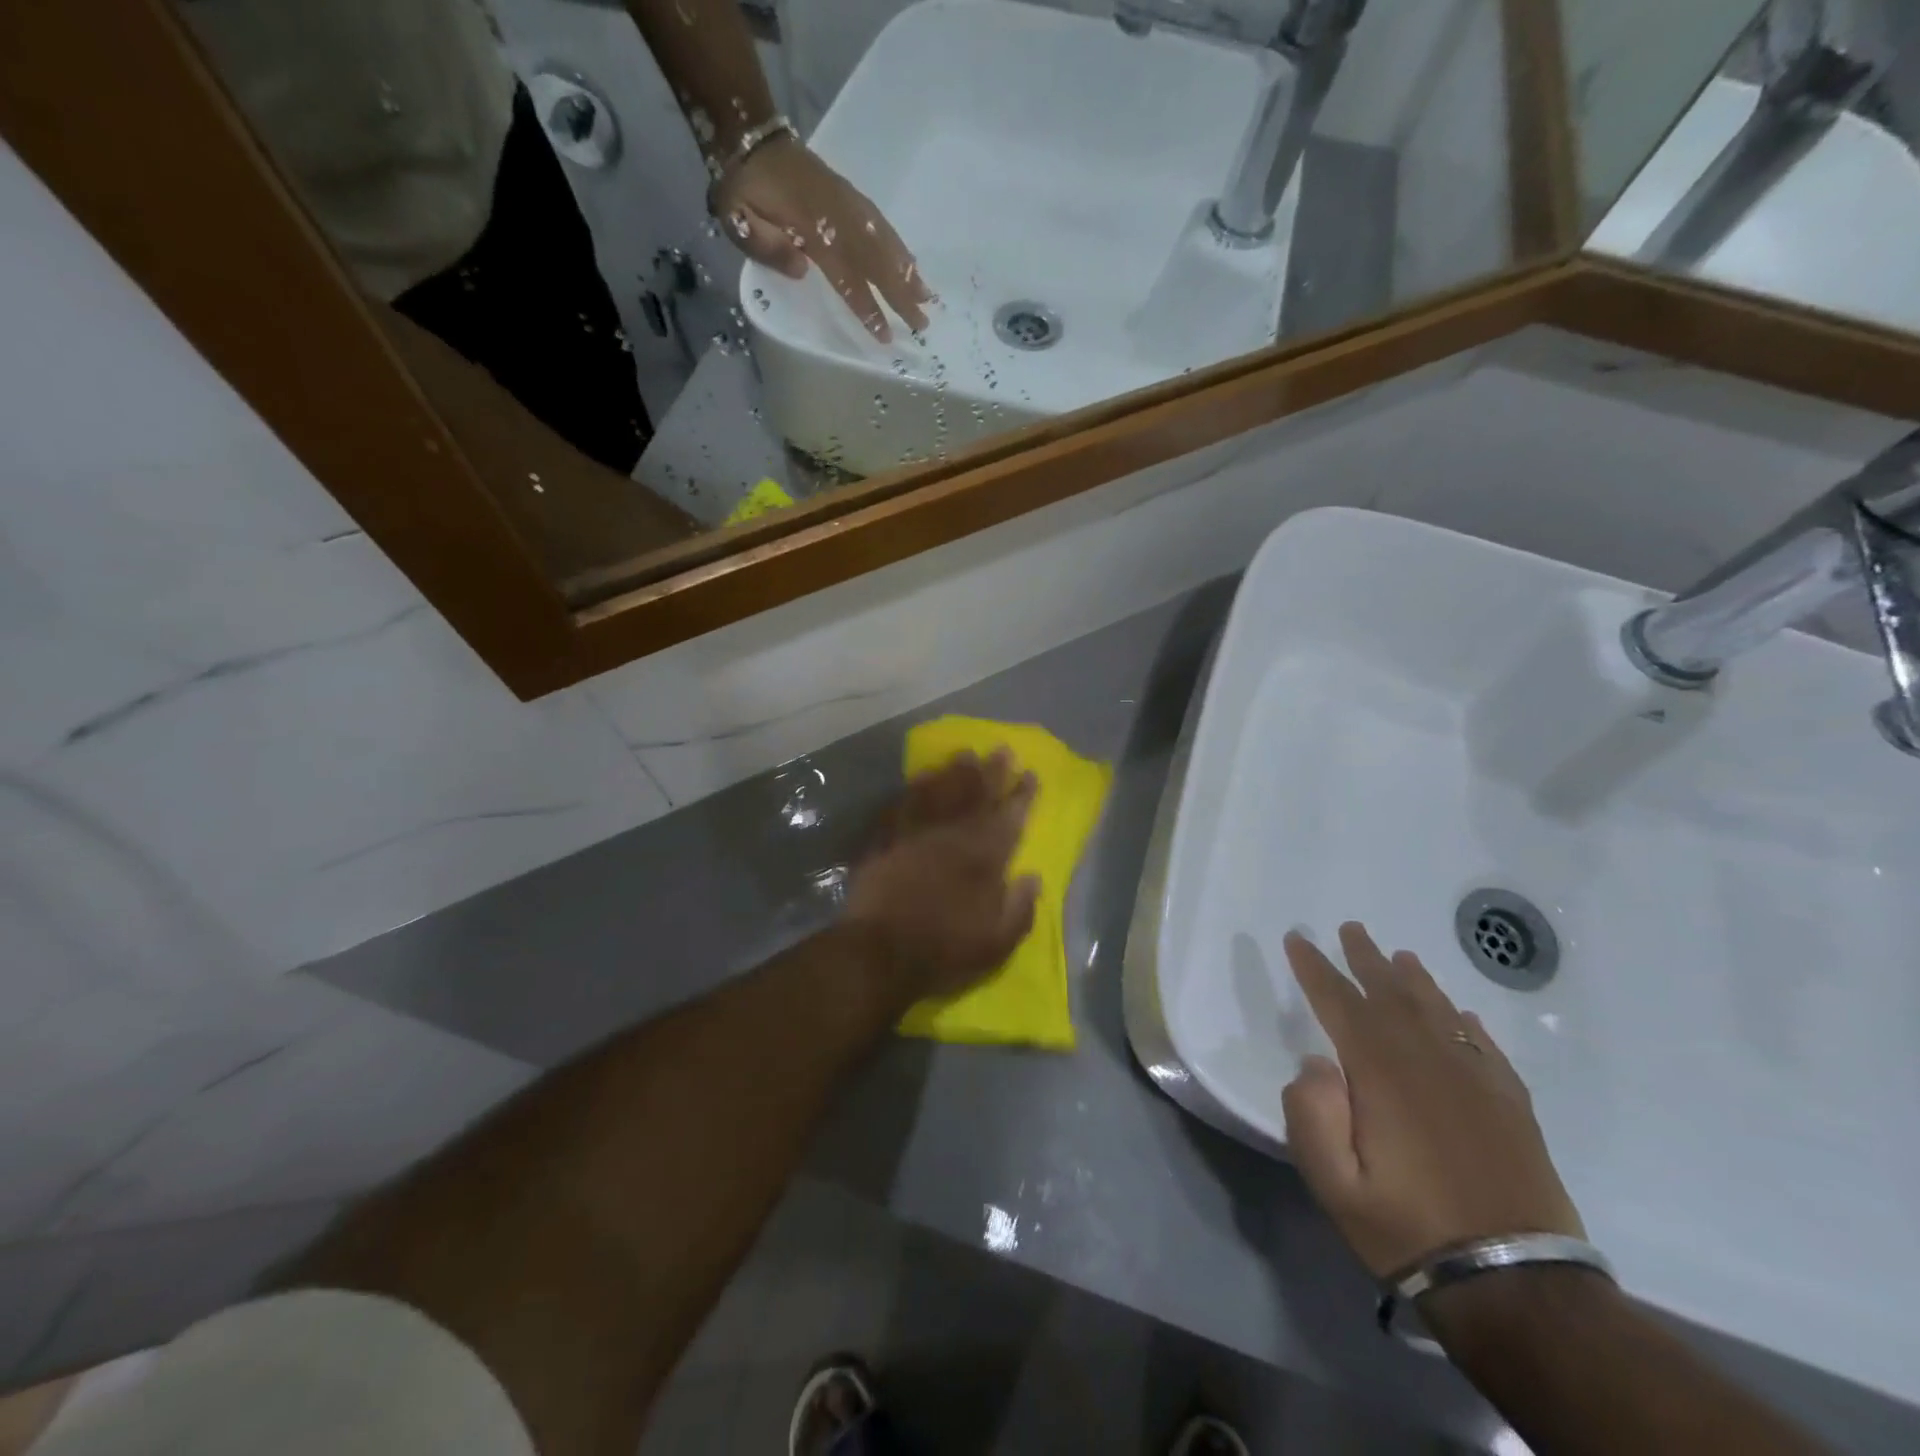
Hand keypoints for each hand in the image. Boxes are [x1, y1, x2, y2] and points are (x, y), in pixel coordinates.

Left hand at [714, 136, 931, 341]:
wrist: (749, 136)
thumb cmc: (742, 187)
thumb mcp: (736, 217)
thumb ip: (766, 245)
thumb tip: (802, 270)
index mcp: (811, 228)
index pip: (846, 276)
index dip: (867, 307)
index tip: (885, 334)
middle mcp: (837, 217)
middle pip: (876, 262)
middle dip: (901, 295)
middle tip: (922, 324)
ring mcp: (847, 203)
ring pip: (884, 242)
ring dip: (908, 272)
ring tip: (928, 297)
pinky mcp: (850, 196)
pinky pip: (880, 224)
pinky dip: (899, 246)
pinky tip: (912, 264)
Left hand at [844, 750, 1039, 1005]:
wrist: (880, 952)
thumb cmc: (944, 951)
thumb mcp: (997, 944)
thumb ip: (1020, 908)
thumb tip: (1033, 877)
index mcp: (985, 857)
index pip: (1010, 817)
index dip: (1022, 795)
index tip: (1031, 774)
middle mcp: (953, 835)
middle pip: (976, 794)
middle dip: (992, 771)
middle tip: (1001, 749)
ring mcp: (917, 832)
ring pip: (940, 791)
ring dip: (955, 771)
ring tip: (965, 754)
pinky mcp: (886, 839)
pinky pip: (904, 803)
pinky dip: (915, 788)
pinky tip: (921, 777)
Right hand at [1280, 923, 1584, 1279]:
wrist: (1518, 1287)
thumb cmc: (1410, 1228)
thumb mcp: (1334, 1184)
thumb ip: (1311, 1115)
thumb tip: (1316, 1063)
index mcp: (1382, 1075)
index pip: (1340, 1004)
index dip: (1315, 969)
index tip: (1298, 939)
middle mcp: (1429, 1063)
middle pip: (1391, 995)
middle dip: (1365, 959)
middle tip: (1351, 928)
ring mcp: (1476, 1082)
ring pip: (1438, 1012)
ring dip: (1415, 981)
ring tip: (1400, 956)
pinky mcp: (1511, 1107)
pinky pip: (1484, 1047)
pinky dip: (1466, 1023)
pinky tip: (1459, 1015)